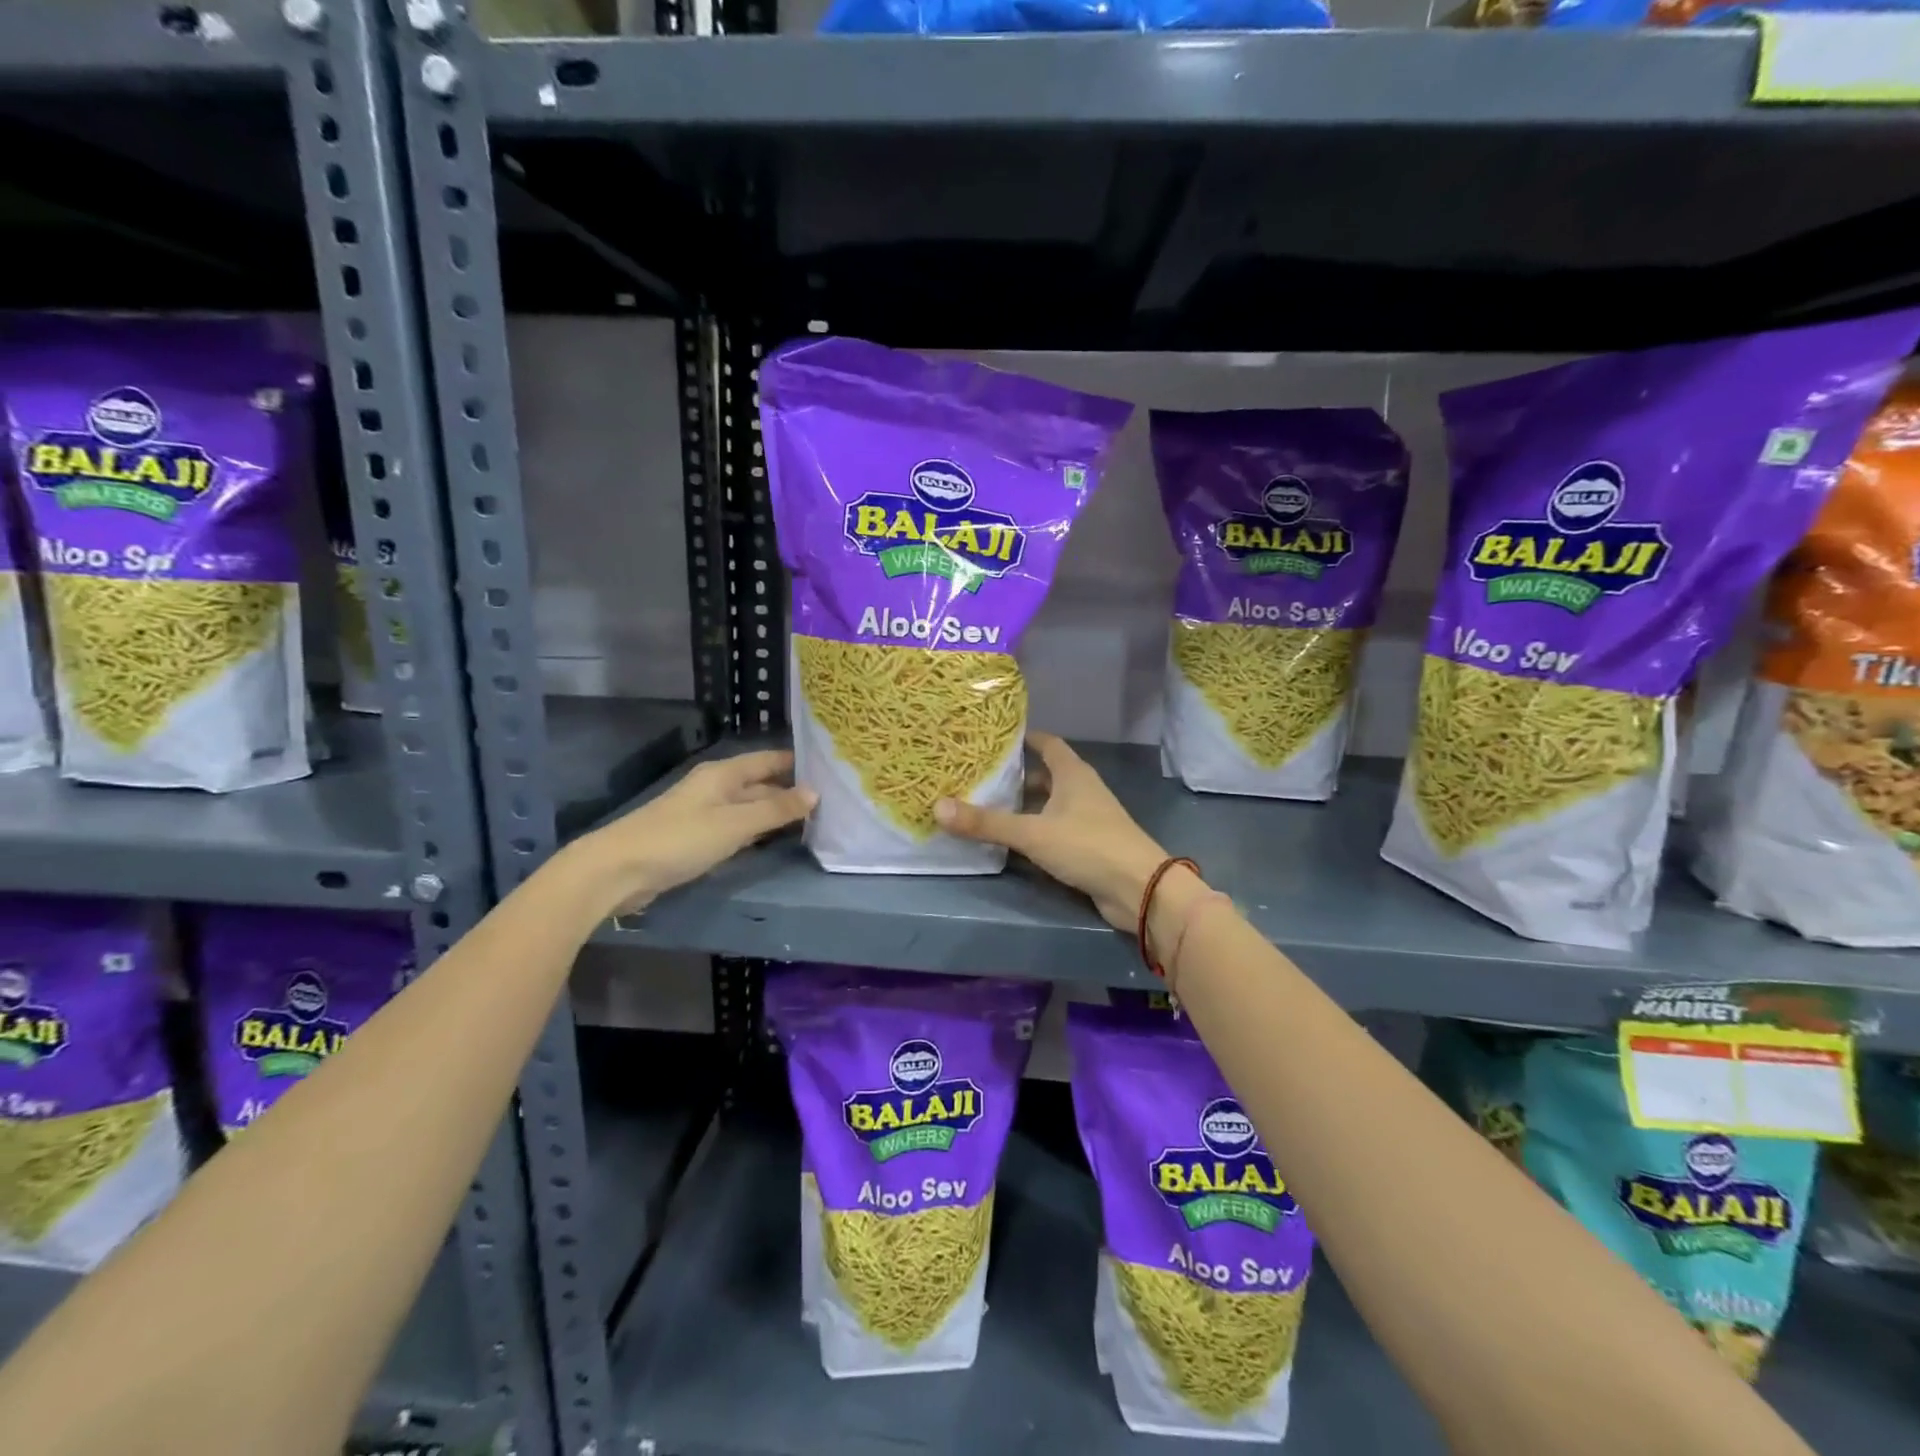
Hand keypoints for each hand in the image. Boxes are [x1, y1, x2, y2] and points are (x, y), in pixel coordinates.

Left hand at [571, 749, 815, 916]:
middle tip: (830, 800)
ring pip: (749, 808)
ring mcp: (704, 813)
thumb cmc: (680, 839)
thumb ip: (775, 809)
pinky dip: (757, 831)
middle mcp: (715, 788)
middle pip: (759, 784)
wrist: (618, 870)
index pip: (768, 760)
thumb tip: (815, 792)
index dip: (796, 762)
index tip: (830, 767)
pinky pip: (736, 828)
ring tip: (812, 820)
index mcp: (723, 774)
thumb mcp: (735, 824)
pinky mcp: (696, 839)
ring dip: (775, 813)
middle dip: (790, 790)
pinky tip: (774, 840)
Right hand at [935, 732, 1170, 930]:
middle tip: (980, 775)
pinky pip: (1055, 829)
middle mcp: (1082, 790)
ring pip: (1050, 804)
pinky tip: (1012, 841)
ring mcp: (1088, 819)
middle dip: (1016, 775)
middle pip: (1046, 774)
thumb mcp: (1032, 833)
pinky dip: (1034, 830)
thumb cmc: (1088, 846)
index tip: (994, 738)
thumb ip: (987, 823)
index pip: (1048, 743)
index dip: (1024, 738)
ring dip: (1025, 805)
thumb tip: (937, 807)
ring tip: (987, 806)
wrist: (1139, 889)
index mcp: (1073, 774)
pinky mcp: (1088, 846)